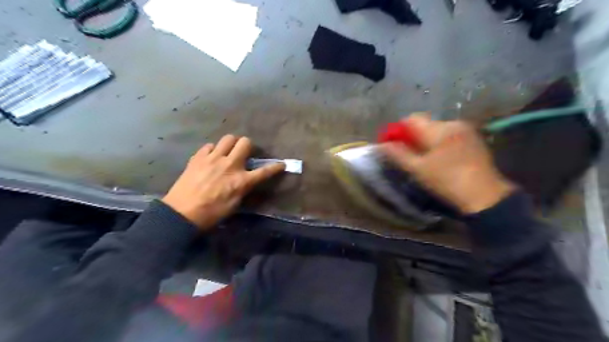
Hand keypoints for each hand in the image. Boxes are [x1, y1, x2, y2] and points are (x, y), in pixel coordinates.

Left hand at [161, 136, 285, 230]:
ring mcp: (213, 158)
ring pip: (228, 138)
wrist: (182, 213)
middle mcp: (230, 165)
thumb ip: (243, 188)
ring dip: (231, 144)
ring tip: (227, 152)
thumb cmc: (212, 213)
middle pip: (245, 143)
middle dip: (248, 146)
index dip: (275, 167)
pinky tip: (210, 158)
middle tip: (244, 153)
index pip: (264, 171)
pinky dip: (213, 150)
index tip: (282, 164)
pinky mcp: (198, 157)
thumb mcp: (234, 204)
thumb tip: (245, 180)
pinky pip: (209, 145)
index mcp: (241, 181)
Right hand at [381, 113, 514, 213]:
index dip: (399, 130)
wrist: (485, 195)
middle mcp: (453, 123)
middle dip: (413, 136)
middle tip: (409, 155)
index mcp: (439, 129)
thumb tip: (381, 145)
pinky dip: (439, 143)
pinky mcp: (473, 138)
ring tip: (425, 159)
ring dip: (426, 140)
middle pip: (424, 124)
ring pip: (436, 129)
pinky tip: (441, 159)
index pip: (411, 119)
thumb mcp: (418, 169)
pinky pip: (449, 135)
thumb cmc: (447, 181)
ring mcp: (465, 130)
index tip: (393, 145)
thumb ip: (398, 154)